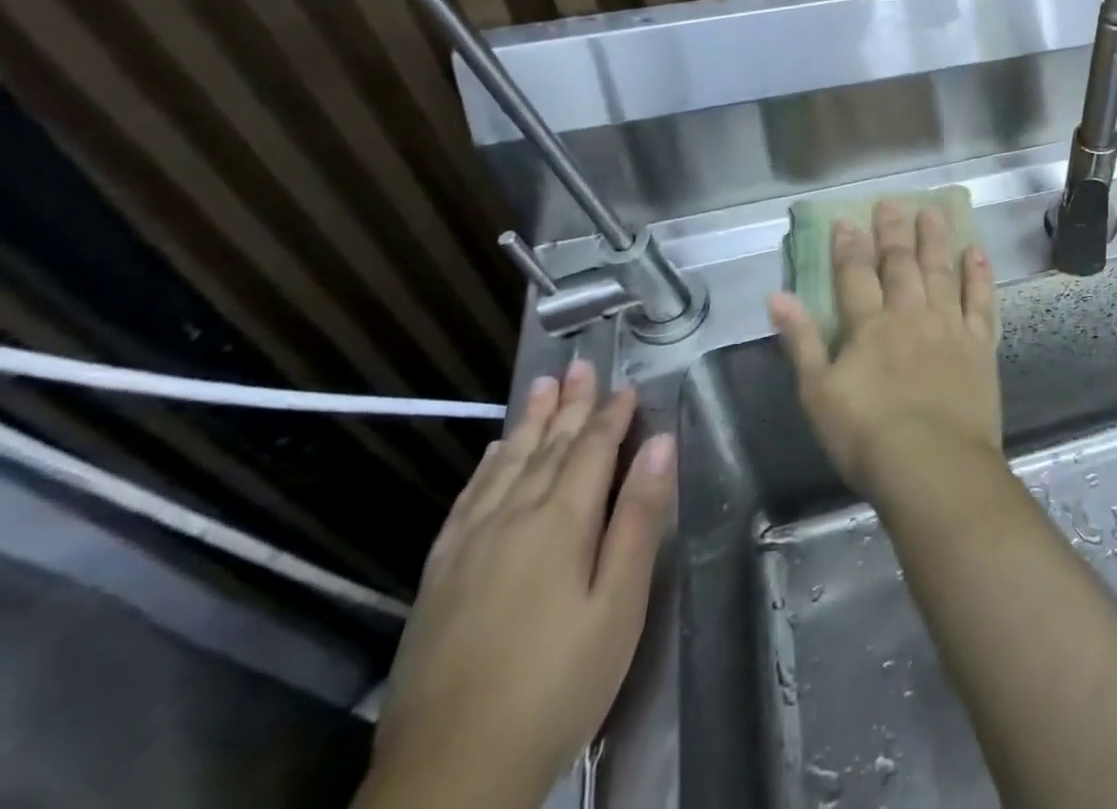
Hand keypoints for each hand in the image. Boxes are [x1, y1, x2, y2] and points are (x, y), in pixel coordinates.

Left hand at [354, 360, 675, 808]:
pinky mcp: (438, 576)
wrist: (450, 777)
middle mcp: (511, 518)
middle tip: (580, 366)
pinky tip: (491, 455)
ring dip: (528, 422)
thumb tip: (661, 445)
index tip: (629, 387)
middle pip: (547, 447)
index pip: (592, 450)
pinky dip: (485, 468)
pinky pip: (467, 500)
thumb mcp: (618, 606)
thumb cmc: (557, 686)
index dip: (613, 416)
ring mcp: (468, 545)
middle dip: (570, 405)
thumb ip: (639, 519)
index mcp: (560, 522)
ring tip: (542, 387)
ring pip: (505, 464)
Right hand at [770, 200, 1000, 500]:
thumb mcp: (817, 394)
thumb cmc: (866, 436)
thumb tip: (776, 297)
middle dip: (893, 232)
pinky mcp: (979, 345)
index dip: (849, 247)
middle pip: (900, 264)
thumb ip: (800, 341)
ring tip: (933, 211)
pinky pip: (980, 301)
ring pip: (940, 272)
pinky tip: (976, 252)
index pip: (855, 275)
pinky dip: (978, 275)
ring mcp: (948, 326)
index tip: (847, 220)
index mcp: (869, 326)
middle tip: (892, 202)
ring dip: (935, 239)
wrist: (932, 466)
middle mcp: (909, 315)